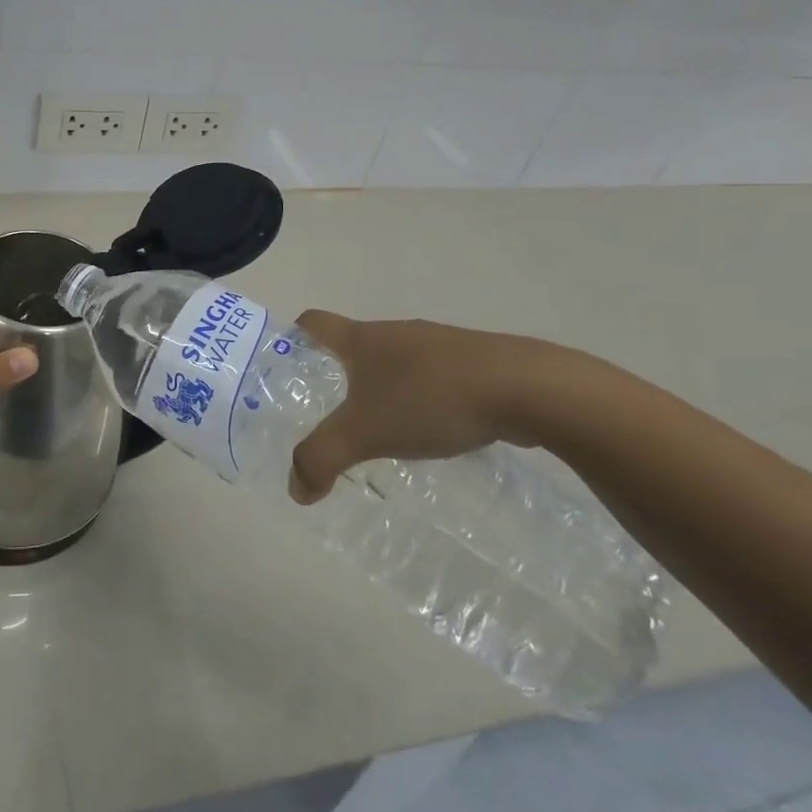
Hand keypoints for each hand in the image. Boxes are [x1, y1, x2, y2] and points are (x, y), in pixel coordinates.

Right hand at [288, 311, 541, 504]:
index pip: (312, 322)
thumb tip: (295, 489)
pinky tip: (431, 433)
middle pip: (353, 346)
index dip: (292, 339)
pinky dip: (421, 400)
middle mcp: (396, 333)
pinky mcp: (474, 364)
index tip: (284, 369)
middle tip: (327, 415)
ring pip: (395, 364)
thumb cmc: (430, 399)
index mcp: (363, 339)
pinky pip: (433, 378)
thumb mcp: (364, 434)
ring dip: (382, 390)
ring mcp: (438, 345)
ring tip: (380, 432)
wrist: (528, 389)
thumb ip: (321, 458)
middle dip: (336, 377)